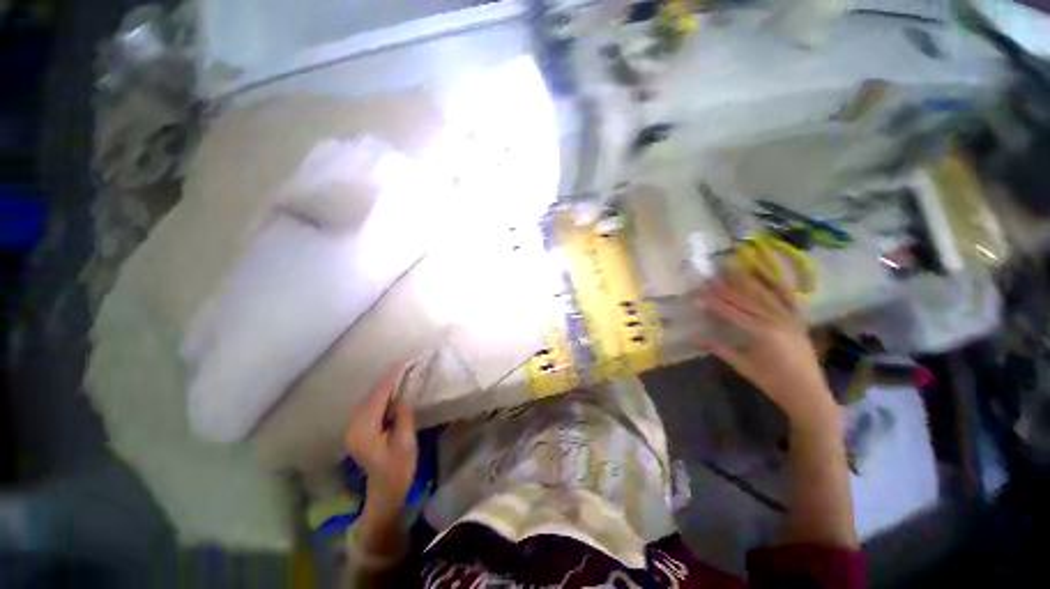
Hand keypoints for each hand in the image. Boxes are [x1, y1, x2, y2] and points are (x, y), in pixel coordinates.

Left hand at [344, 364, 417, 519]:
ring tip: (401, 373)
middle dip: (387, 380)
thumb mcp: (405, 440)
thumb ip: (402, 414)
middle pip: (371, 396)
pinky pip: (370, 406)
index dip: (391, 379)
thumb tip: (402, 392)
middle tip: (405, 365)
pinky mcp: (358, 430)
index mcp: (365, 430)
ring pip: (370, 400)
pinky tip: (392, 390)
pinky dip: (381, 396)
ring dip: (384, 387)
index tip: (403, 363)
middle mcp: (354, 426)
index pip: (378, 397)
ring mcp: (353, 428)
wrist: (386, 490)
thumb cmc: (399, 468)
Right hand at [696, 268, 836, 430]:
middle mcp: (777, 321)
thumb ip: (721, 349)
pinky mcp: (798, 321)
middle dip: (727, 287)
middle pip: (747, 299)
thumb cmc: (773, 383)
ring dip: (748, 281)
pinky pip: (786, 299)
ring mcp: (790, 319)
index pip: (732, 312)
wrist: (809, 394)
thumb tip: (697, 337)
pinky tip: (766, 277)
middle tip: (711, 276)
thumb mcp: (744, 367)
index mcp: (762, 334)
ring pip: (765, 294)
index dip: (714, 301)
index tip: (699, 292)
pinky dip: (775, 287)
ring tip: (733, 270)